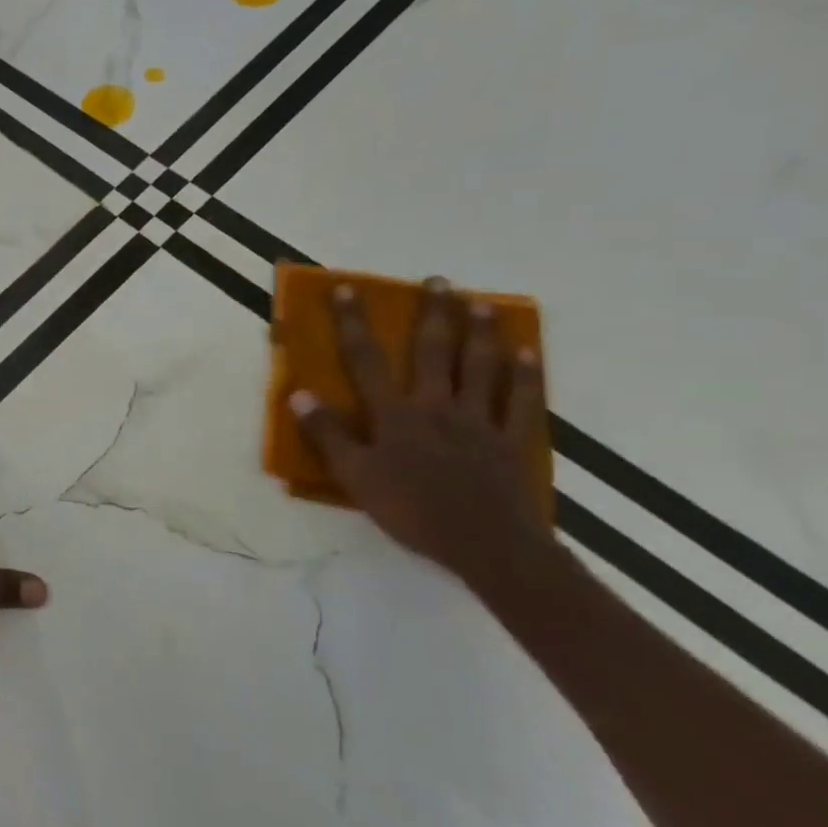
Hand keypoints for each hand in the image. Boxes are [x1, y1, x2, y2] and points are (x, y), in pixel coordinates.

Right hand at [290, 277, 553, 588]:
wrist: (488, 546)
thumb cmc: (412, 511)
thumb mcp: (355, 477)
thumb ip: (328, 435)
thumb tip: (300, 395)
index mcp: (394, 414)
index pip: (366, 360)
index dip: (353, 323)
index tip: (346, 290)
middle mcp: (436, 405)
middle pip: (433, 351)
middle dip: (432, 313)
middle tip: (437, 280)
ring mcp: (479, 420)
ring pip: (480, 367)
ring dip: (479, 332)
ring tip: (480, 302)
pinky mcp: (513, 440)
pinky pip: (521, 400)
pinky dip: (526, 373)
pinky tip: (527, 351)